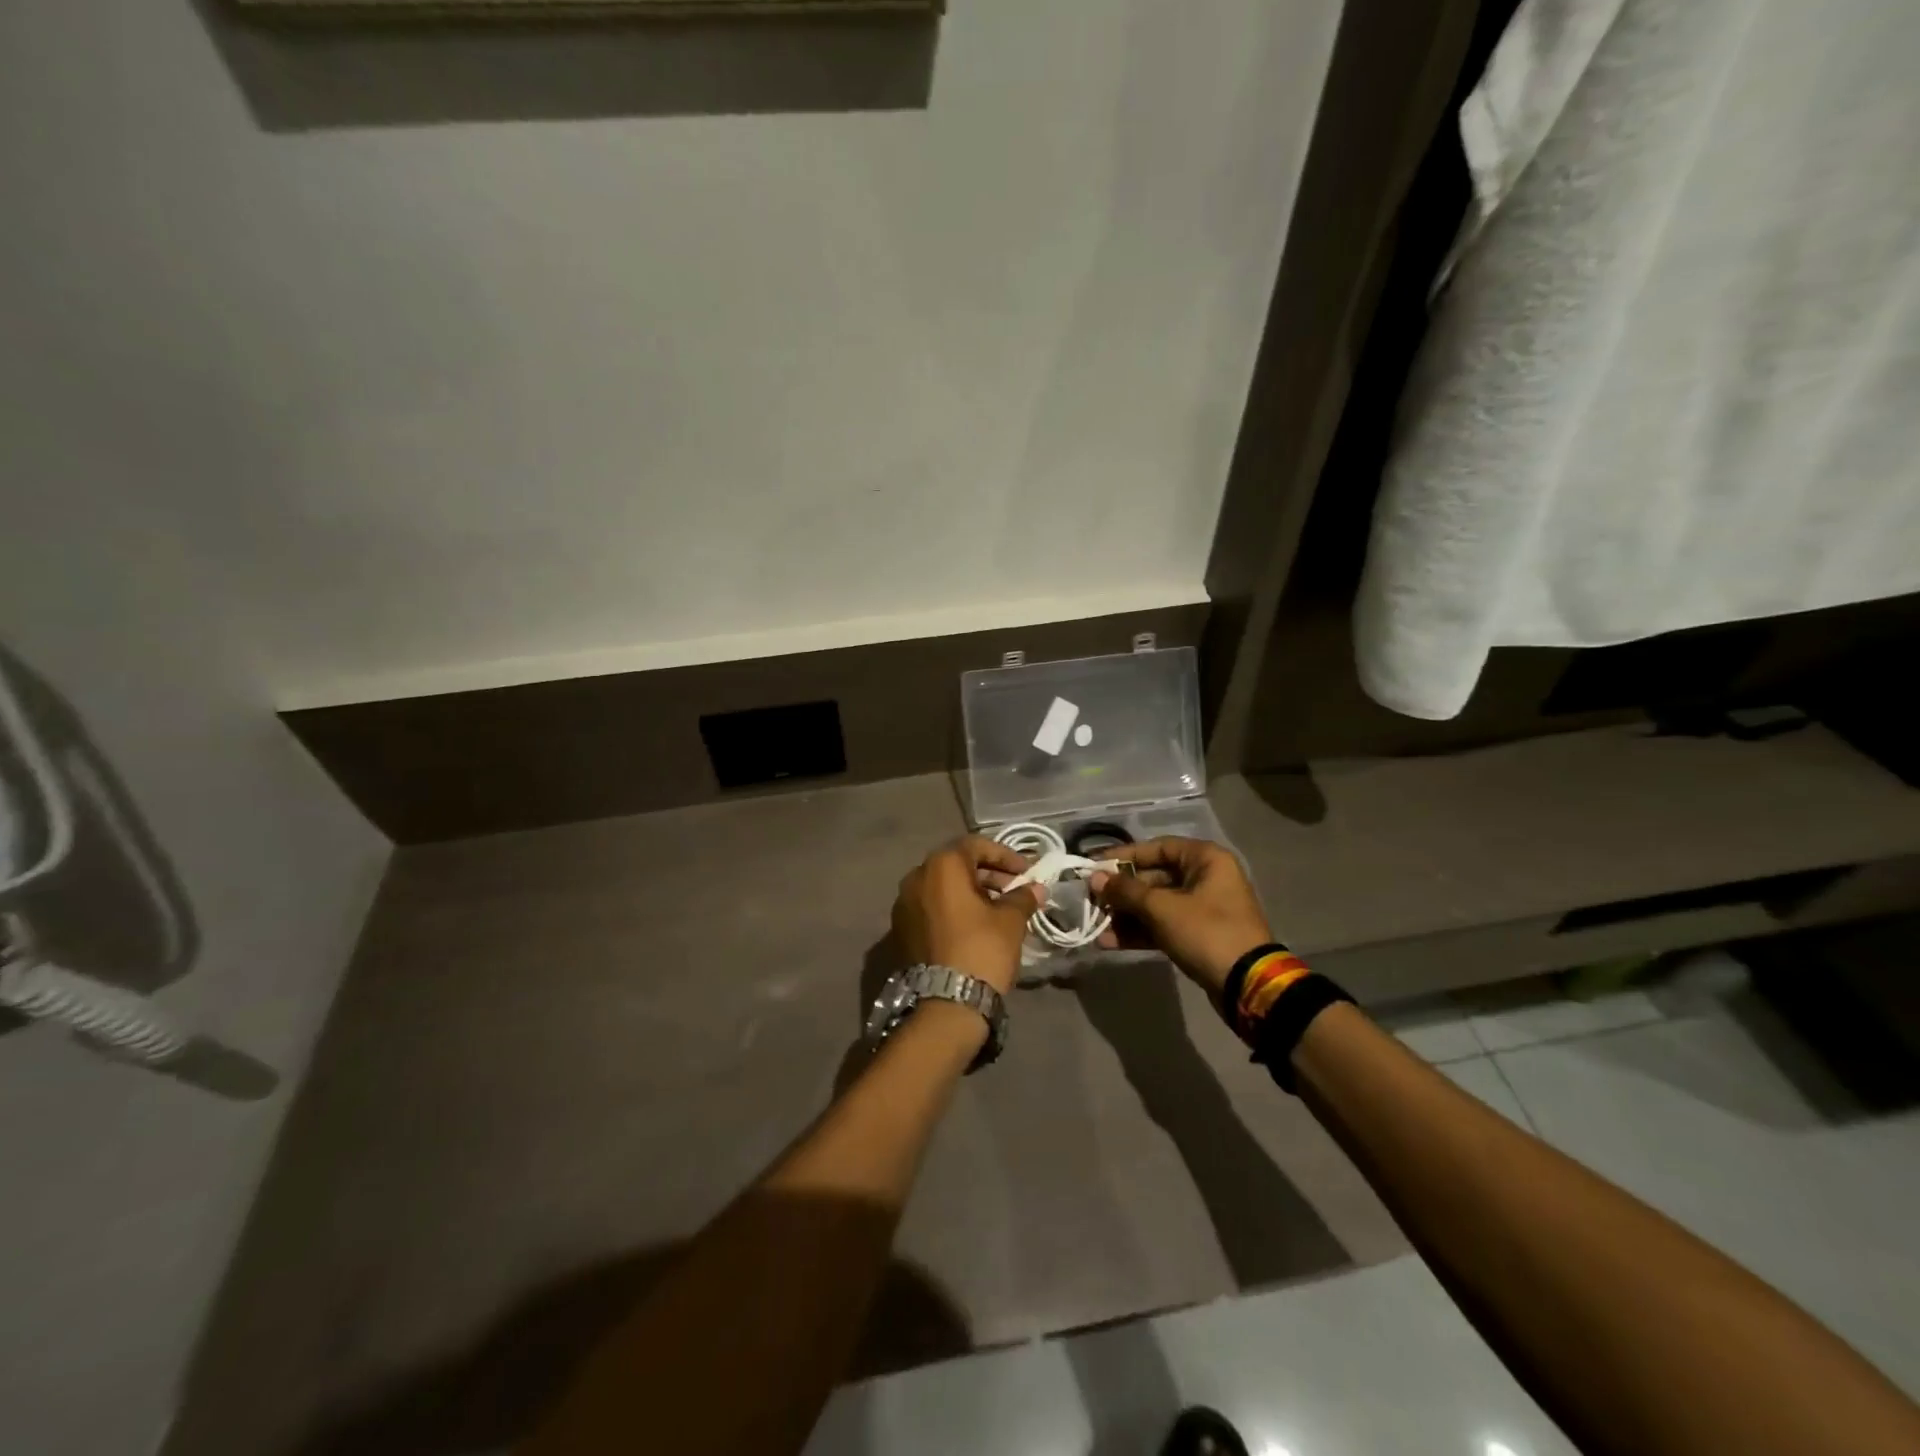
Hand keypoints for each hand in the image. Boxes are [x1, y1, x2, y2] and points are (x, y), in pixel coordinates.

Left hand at [891, 837, 1044, 996]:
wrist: (945, 1004)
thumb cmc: (981, 950)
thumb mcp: (1010, 921)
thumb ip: (1022, 897)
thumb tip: (1036, 888)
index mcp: (941, 866)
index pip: (975, 845)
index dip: (1004, 855)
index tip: (1025, 872)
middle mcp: (916, 877)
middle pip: (956, 864)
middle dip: (988, 874)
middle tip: (1014, 889)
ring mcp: (904, 904)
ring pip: (942, 886)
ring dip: (971, 891)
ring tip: (998, 908)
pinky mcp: (901, 929)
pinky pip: (931, 906)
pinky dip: (954, 908)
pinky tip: (976, 925)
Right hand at [1090, 838, 1272, 999]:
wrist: (1248, 985)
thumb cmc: (1206, 932)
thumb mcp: (1162, 908)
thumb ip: (1125, 891)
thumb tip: (1094, 878)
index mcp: (1205, 859)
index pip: (1156, 847)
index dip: (1123, 856)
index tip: (1094, 866)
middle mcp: (1206, 877)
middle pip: (1153, 877)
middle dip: (1121, 892)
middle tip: (1091, 901)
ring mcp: (1203, 908)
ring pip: (1156, 904)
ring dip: (1126, 915)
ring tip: (1096, 927)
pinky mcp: (1198, 935)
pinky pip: (1163, 925)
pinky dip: (1139, 932)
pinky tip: (1110, 943)